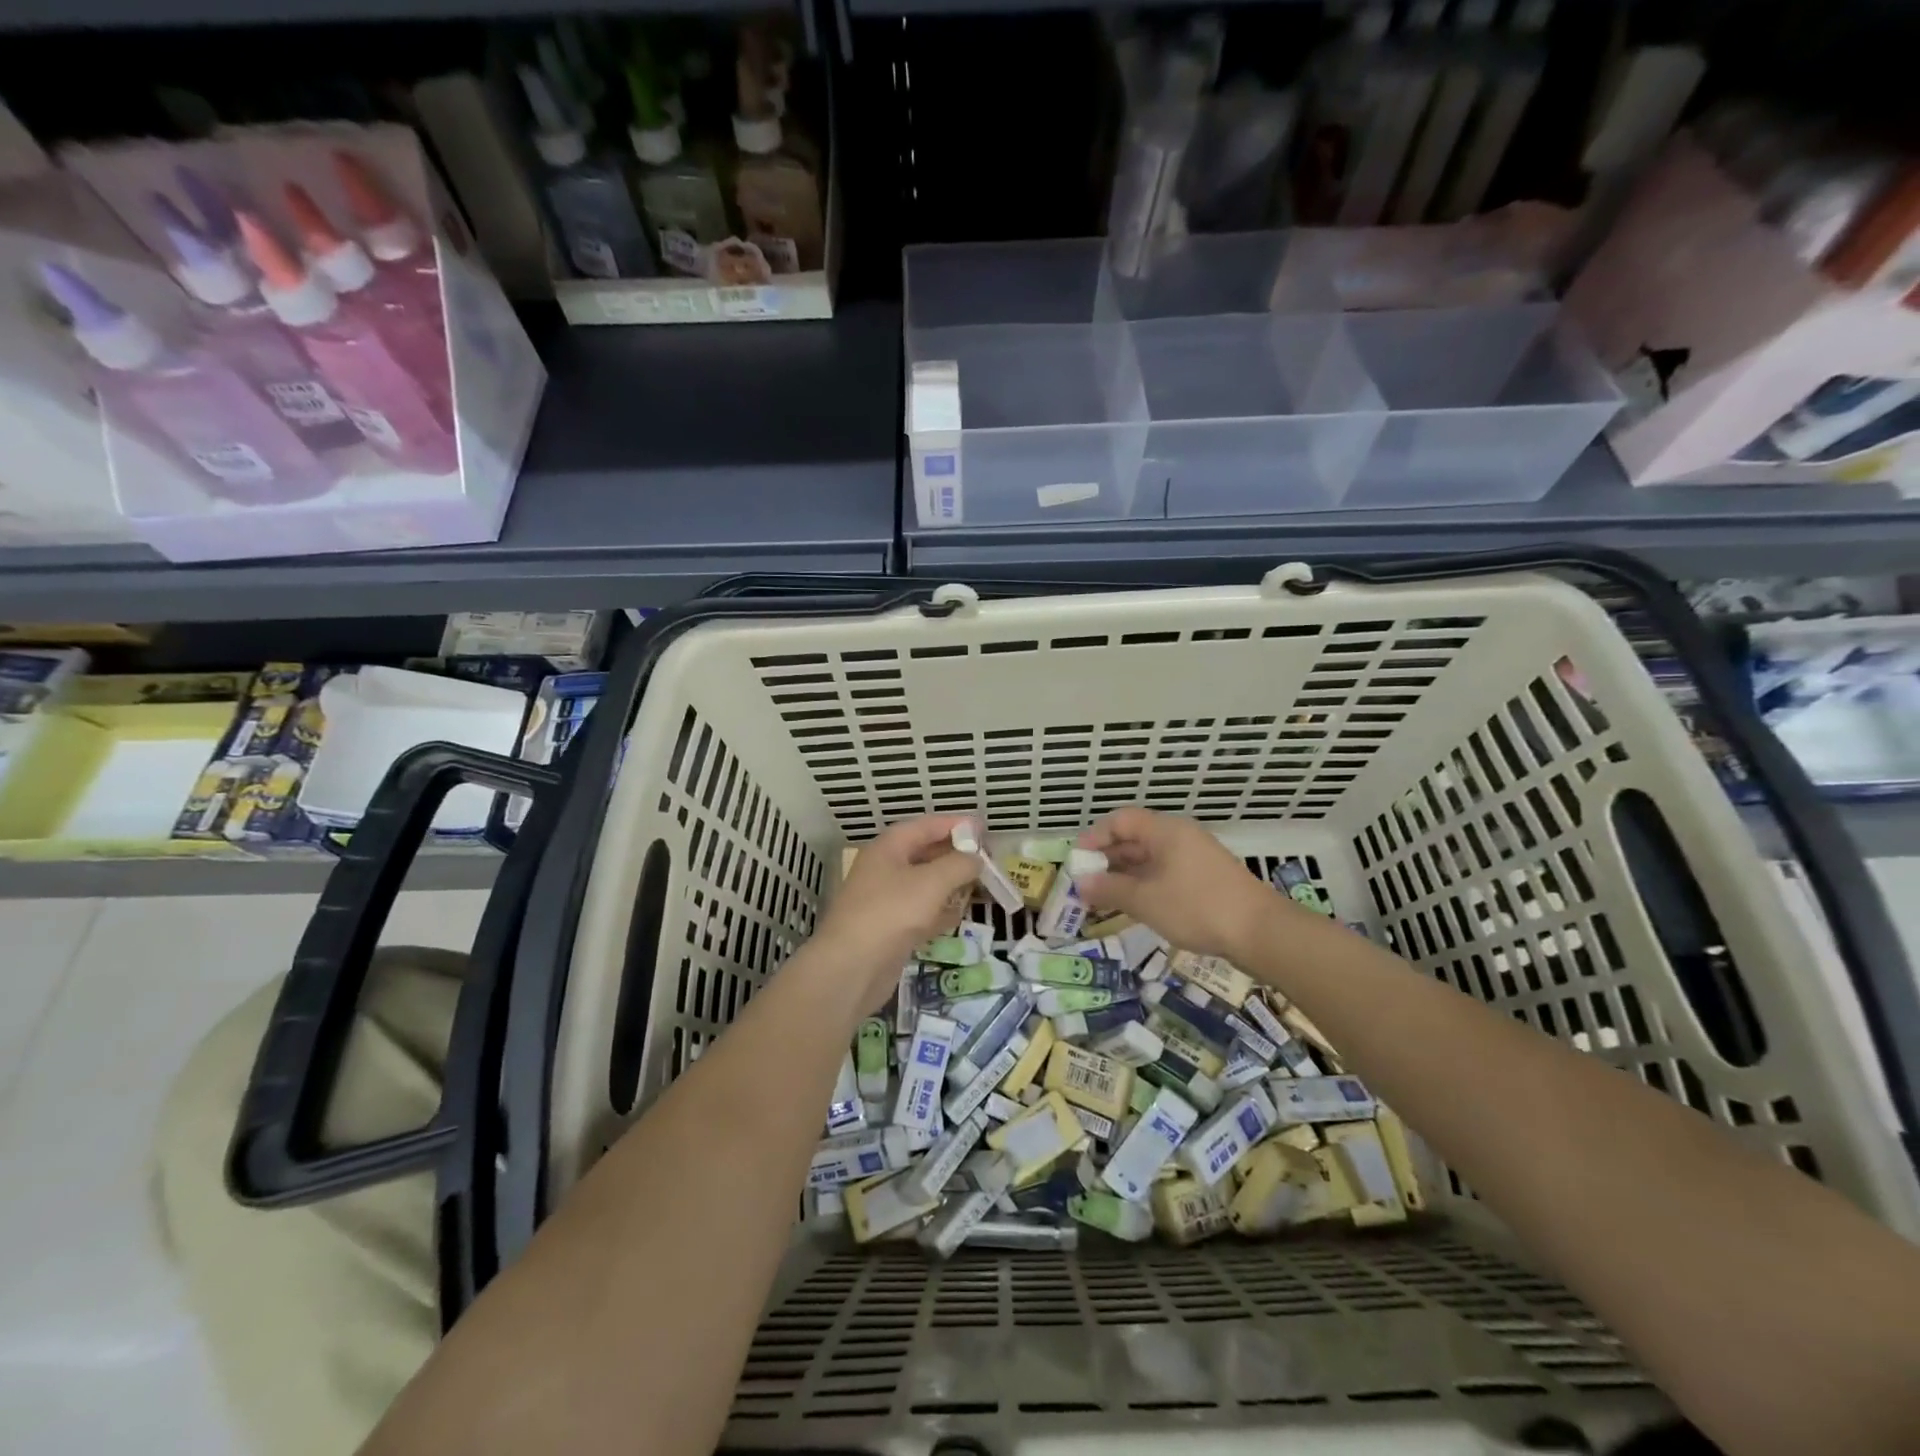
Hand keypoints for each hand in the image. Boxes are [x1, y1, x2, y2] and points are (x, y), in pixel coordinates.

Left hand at [811, 814, 980, 1011]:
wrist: (851, 968)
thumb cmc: (891, 913)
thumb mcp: (932, 882)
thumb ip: (959, 865)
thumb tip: (976, 858)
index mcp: (889, 847)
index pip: (926, 826)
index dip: (955, 824)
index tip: (983, 829)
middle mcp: (885, 868)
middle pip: (925, 853)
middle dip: (956, 856)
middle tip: (987, 860)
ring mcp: (886, 900)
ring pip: (925, 884)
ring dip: (950, 884)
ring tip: (980, 886)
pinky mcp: (890, 929)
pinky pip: (921, 911)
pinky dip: (939, 911)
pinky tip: (958, 916)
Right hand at [1076, 807, 1290, 963]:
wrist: (1261, 932)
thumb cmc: (1196, 908)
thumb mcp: (1145, 900)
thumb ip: (1109, 889)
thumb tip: (1081, 883)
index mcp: (1165, 831)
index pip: (1120, 820)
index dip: (1094, 837)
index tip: (1077, 861)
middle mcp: (1180, 837)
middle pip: (1135, 838)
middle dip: (1107, 860)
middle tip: (1085, 883)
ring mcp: (1195, 857)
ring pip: (1150, 859)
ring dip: (1125, 875)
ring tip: (1104, 898)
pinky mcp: (1206, 879)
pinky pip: (1165, 873)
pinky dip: (1145, 885)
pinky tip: (1135, 906)